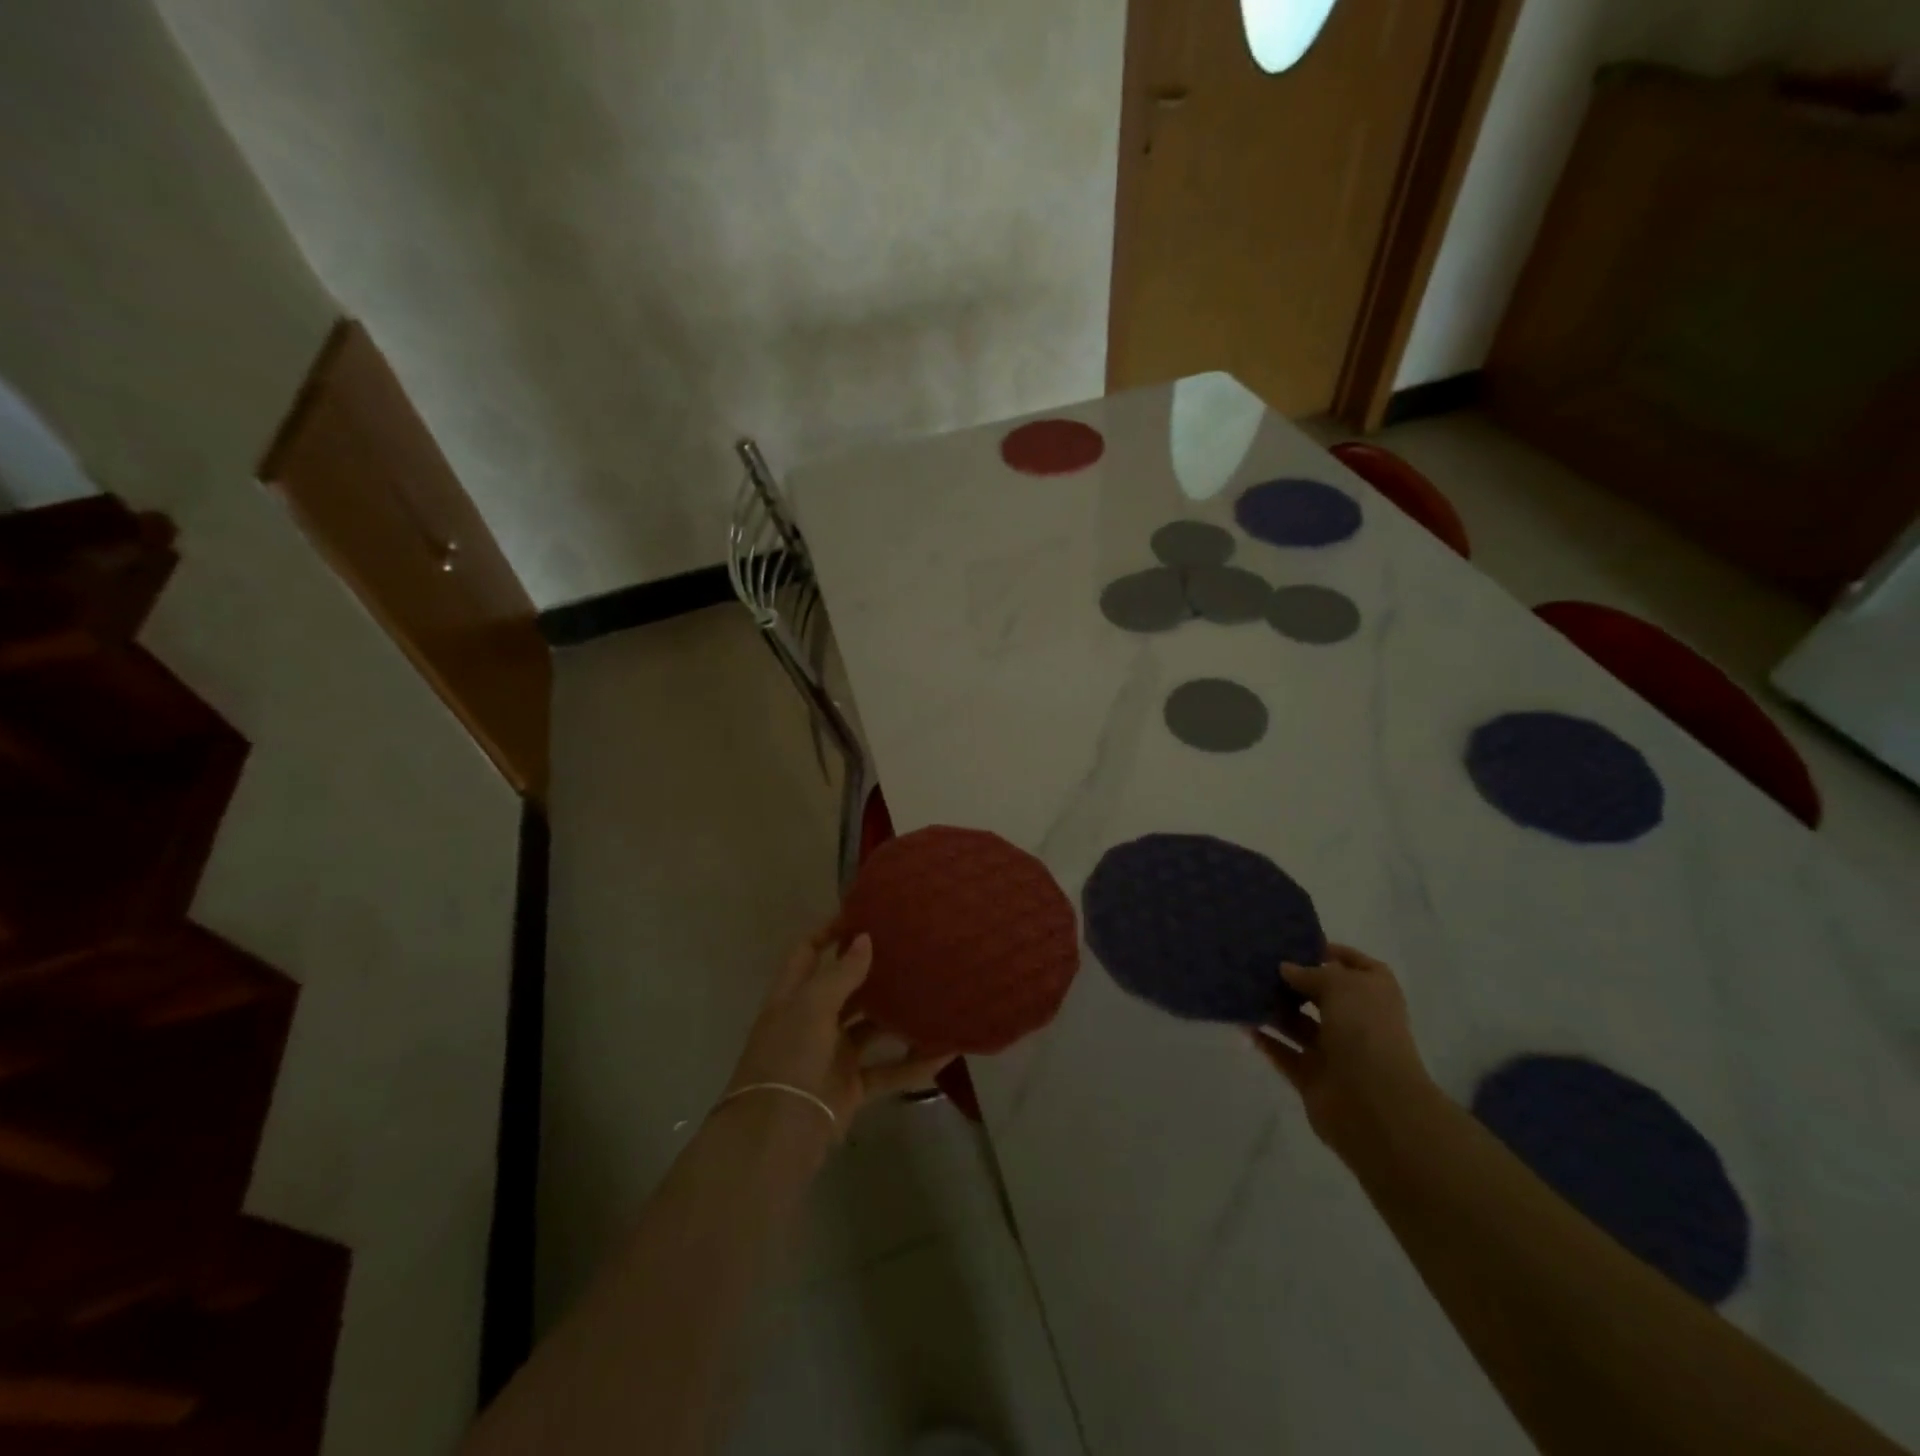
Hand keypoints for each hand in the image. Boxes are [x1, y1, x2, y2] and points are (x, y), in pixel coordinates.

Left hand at [725, 924, 954, 1134]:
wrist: (777, 1133)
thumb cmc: (789, 1057)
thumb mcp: (812, 1007)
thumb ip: (841, 974)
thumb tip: (864, 939)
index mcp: (792, 997)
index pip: (808, 953)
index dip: (830, 933)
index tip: (864, 916)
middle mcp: (811, 1022)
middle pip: (843, 988)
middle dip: (872, 970)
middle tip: (910, 949)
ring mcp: (832, 1056)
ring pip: (870, 1029)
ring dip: (897, 1016)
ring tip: (932, 992)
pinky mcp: (851, 1088)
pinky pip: (888, 1070)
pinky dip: (913, 1063)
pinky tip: (944, 1052)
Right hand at [1249, 943, 1434, 1153]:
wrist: (1374, 1103)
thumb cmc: (1364, 1030)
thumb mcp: (1339, 984)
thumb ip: (1310, 972)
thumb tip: (1286, 969)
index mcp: (1374, 993)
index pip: (1352, 964)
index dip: (1326, 951)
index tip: (1292, 942)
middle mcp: (1357, 1020)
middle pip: (1322, 994)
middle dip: (1293, 981)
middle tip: (1257, 963)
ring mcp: (1336, 1051)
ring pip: (1300, 1024)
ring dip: (1275, 1010)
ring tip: (1243, 990)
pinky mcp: (1313, 1077)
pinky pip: (1285, 1053)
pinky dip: (1266, 1041)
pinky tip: (1243, 1024)